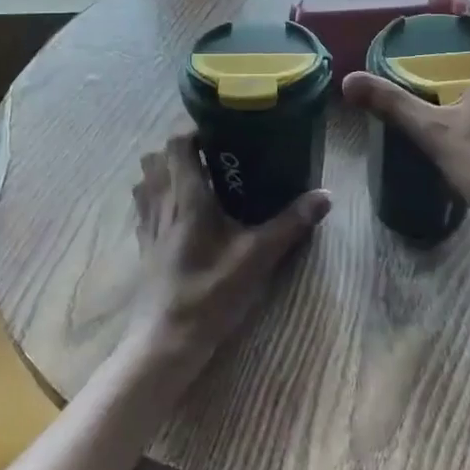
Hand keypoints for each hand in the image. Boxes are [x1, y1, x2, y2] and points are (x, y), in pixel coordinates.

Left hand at [128, 132, 330, 386]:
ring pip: (145, 180)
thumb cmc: (210, 292)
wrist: (167, 340)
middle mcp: (161, 202)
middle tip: (214, 155)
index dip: (194, 130)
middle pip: (156, 157)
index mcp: (186, 196)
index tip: (222, 132)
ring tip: (197, 178)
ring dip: (165, 171)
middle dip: (181, 149)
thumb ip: (290, 223)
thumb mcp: (257, 257)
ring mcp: (148, 224)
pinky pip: (144, 206)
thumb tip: (326, 195)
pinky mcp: (144, 245)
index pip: (177, 143)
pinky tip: (181, 211)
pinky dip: (157, 196)